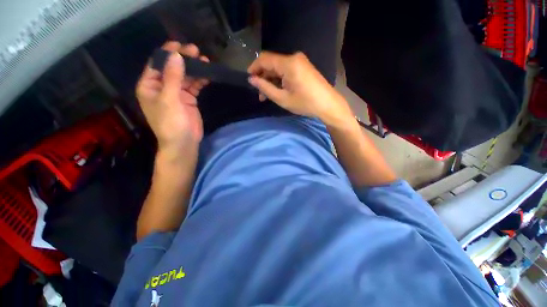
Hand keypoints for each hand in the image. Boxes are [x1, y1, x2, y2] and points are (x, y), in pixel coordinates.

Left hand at [136, 42, 208, 156]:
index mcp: (150, 86)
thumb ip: (172, 78)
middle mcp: (162, 87)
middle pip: (173, 68)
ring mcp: (177, 93)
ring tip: (205, 61)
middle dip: (184, 60)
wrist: (183, 143)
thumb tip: (176, 55)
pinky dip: (200, 80)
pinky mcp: (189, 100)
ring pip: (185, 76)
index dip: (167, 53)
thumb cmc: (171, 124)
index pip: (157, 64)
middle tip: (196, 51)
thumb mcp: (169, 100)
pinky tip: (207, 75)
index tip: (180, 45)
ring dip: (194, 69)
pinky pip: (194, 86)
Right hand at [247, 51, 352, 126]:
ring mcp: (300, 61)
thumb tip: (252, 80)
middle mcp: (293, 58)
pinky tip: (278, 90)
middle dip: (263, 78)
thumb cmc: (305, 103)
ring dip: (271, 80)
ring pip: (278, 68)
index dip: (254, 68)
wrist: (327, 104)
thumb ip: (265, 88)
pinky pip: (286, 70)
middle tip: (260, 95)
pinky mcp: (303, 67)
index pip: (264, 59)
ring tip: (267, 96)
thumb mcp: (282, 98)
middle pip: (271, 64)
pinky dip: (280, 80)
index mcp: (288, 63)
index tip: (249, 81)